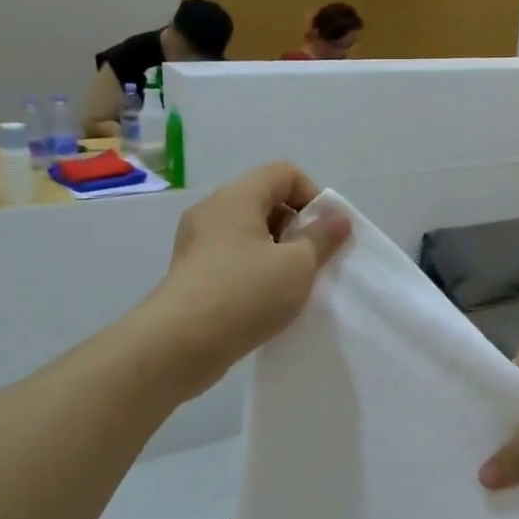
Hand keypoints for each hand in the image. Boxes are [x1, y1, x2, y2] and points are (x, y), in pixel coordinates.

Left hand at [144, 162, 350, 394]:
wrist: (179, 345)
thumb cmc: (245, 293)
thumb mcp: (297, 265)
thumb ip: (322, 238)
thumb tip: (339, 217)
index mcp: (237, 196)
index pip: (284, 173)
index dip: (313, 197)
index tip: (324, 234)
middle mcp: (213, 210)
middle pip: (266, 200)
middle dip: (296, 227)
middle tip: (311, 262)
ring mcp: (197, 242)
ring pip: (249, 232)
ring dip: (277, 252)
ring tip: (291, 286)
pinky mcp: (192, 272)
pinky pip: (233, 257)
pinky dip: (255, 270)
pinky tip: (265, 301)